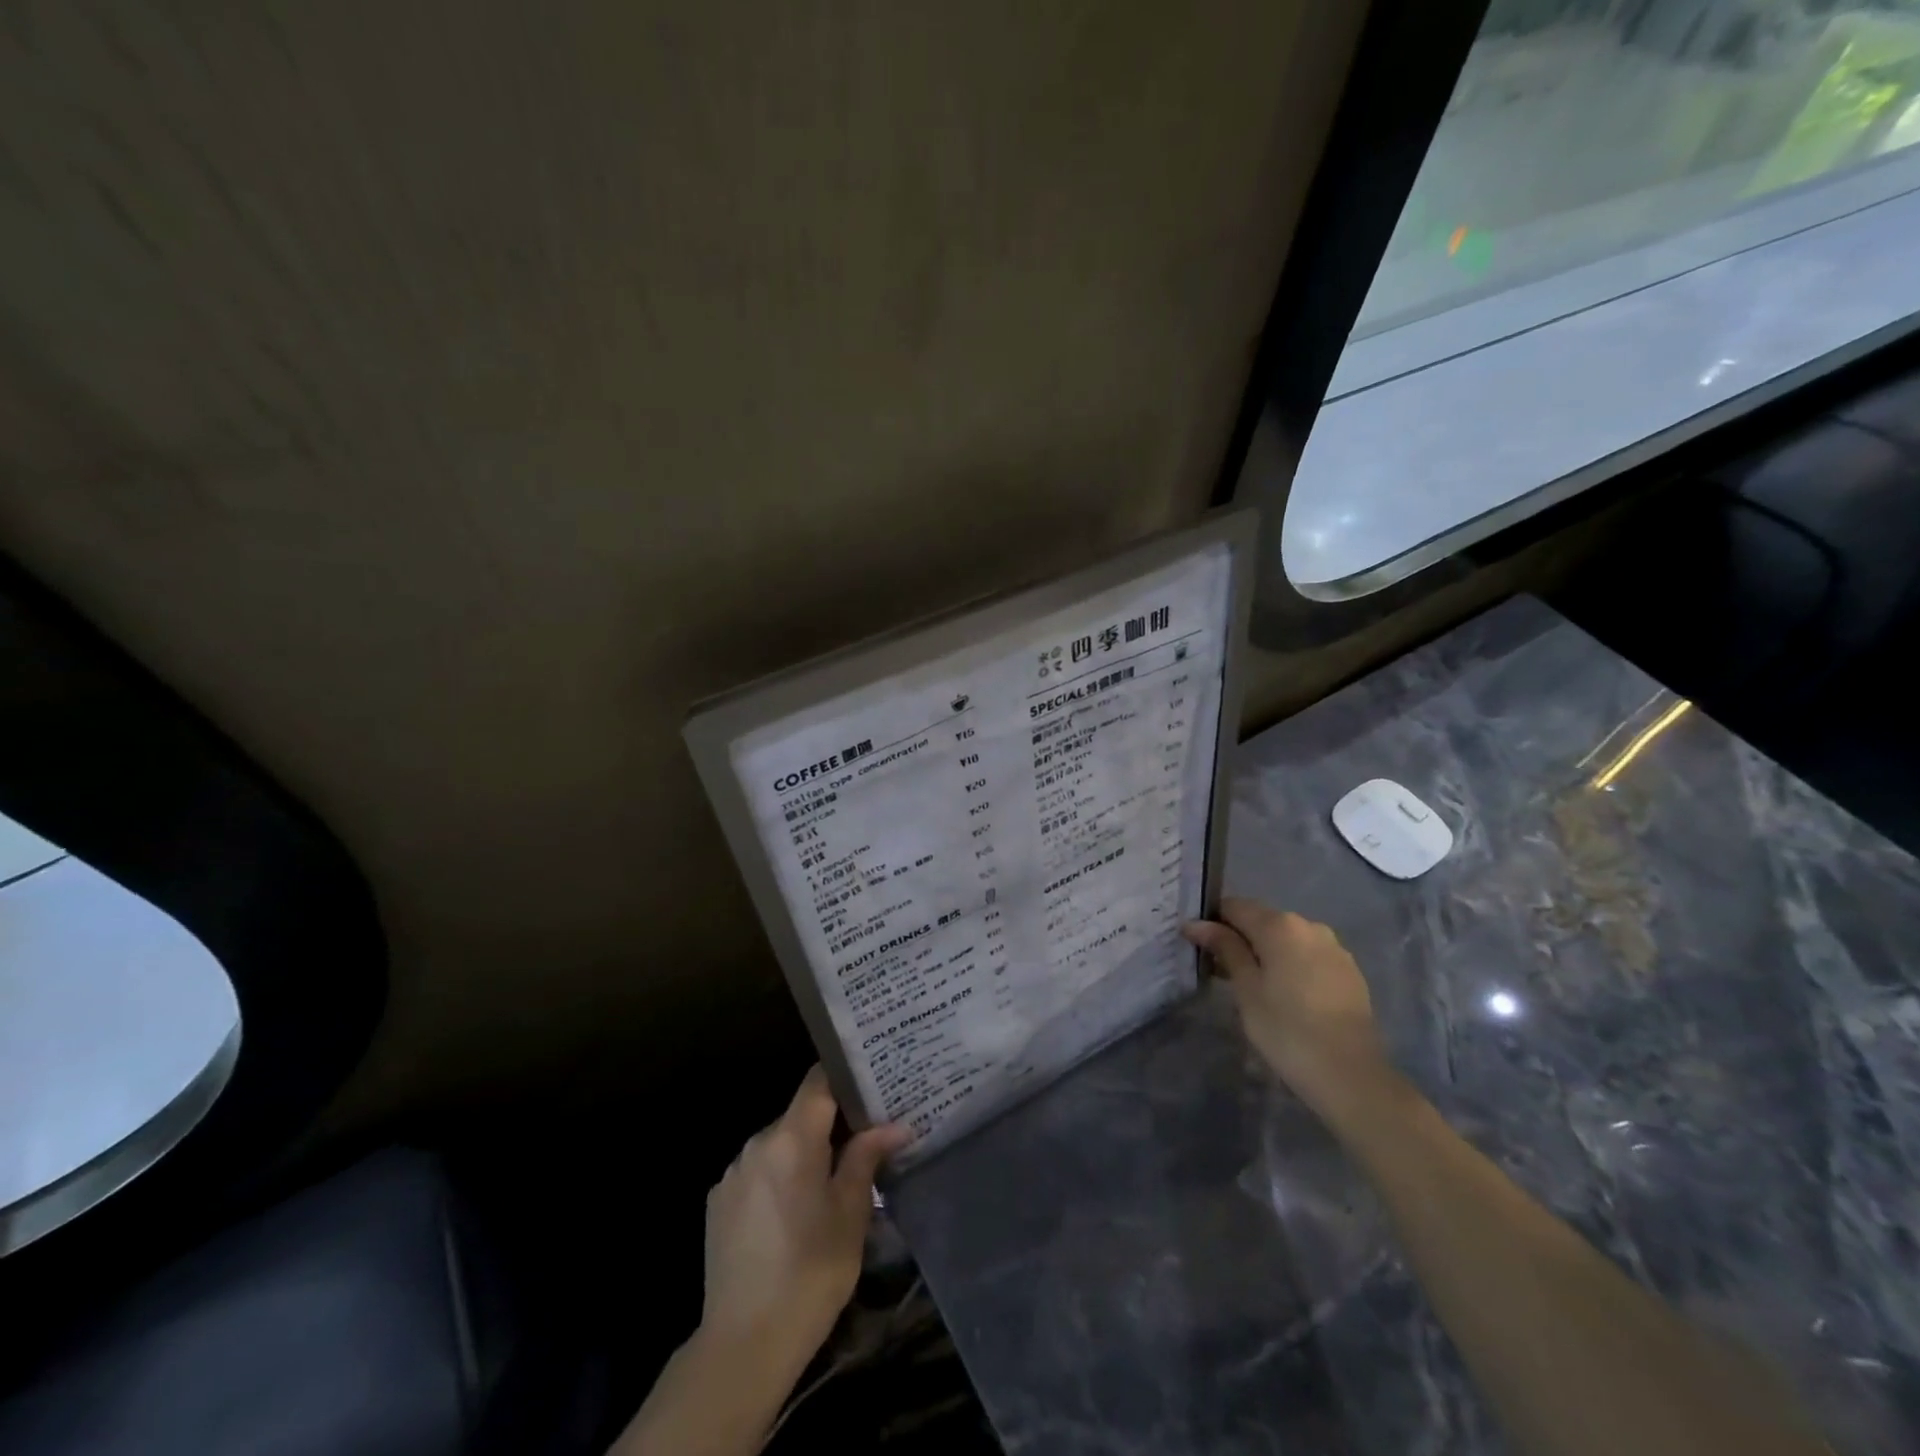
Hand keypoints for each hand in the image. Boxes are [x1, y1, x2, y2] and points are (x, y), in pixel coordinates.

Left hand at [699, 1067, 910, 1373]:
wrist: (744, 1344)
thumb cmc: (811, 1272)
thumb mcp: (851, 1213)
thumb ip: (867, 1157)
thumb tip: (896, 1125)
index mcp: (791, 1138)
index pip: (818, 1081)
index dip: (845, 1078)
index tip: (872, 1087)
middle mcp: (757, 1143)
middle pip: (800, 1115)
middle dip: (830, 1126)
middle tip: (863, 1143)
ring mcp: (733, 1173)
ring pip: (778, 1145)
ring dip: (802, 1155)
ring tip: (829, 1185)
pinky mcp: (718, 1202)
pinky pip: (757, 1173)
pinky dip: (778, 1179)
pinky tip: (792, 1217)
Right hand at [1184, 898, 1393, 1119]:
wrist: (1351, 1075)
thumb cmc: (1286, 1029)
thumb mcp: (1246, 988)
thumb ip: (1224, 948)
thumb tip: (1197, 923)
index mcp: (1280, 925)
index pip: (1234, 906)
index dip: (1211, 922)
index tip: (1197, 947)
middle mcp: (1309, 926)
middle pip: (1262, 921)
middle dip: (1239, 939)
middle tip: (1219, 970)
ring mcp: (1334, 948)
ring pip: (1287, 940)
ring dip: (1266, 953)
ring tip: (1252, 986)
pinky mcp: (1349, 972)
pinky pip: (1308, 957)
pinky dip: (1290, 967)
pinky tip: (1285, 997)